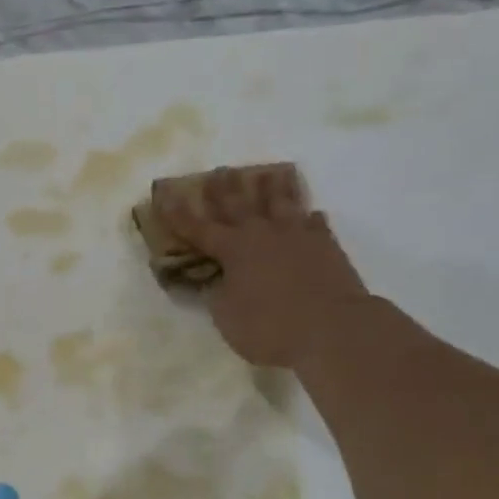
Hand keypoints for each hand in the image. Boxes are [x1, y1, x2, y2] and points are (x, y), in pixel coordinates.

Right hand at [155, 163, 368, 368]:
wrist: (333, 328)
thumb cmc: (270, 327)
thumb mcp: (227, 317)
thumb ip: (218, 294)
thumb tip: (216, 280)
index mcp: (233, 249)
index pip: (198, 228)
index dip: (179, 214)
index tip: (165, 196)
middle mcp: (263, 233)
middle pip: (239, 204)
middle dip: (225, 188)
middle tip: (219, 171)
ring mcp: (298, 235)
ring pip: (282, 202)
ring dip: (272, 187)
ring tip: (269, 173)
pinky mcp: (327, 245)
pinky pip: (315, 223)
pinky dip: (309, 217)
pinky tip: (310, 214)